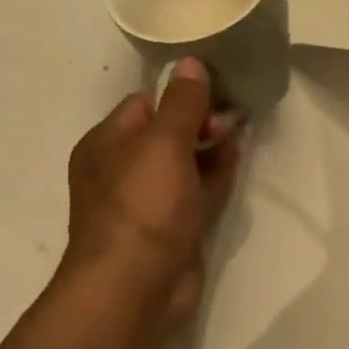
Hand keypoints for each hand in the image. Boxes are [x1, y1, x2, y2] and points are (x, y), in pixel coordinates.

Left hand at [63, 58, 241, 329]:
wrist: (136, 286)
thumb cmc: (143, 206)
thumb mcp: (163, 143)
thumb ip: (182, 103)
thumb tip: (191, 62)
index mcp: (107, 144)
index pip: (145, 104)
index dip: (180, 94)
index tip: (216, 89)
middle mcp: (123, 170)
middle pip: (167, 133)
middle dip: (200, 121)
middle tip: (233, 115)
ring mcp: (149, 202)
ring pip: (185, 163)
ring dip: (211, 148)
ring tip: (241, 131)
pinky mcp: (173, 227)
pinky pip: (197, 192)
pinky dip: (215, 176)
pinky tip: (236, 160)